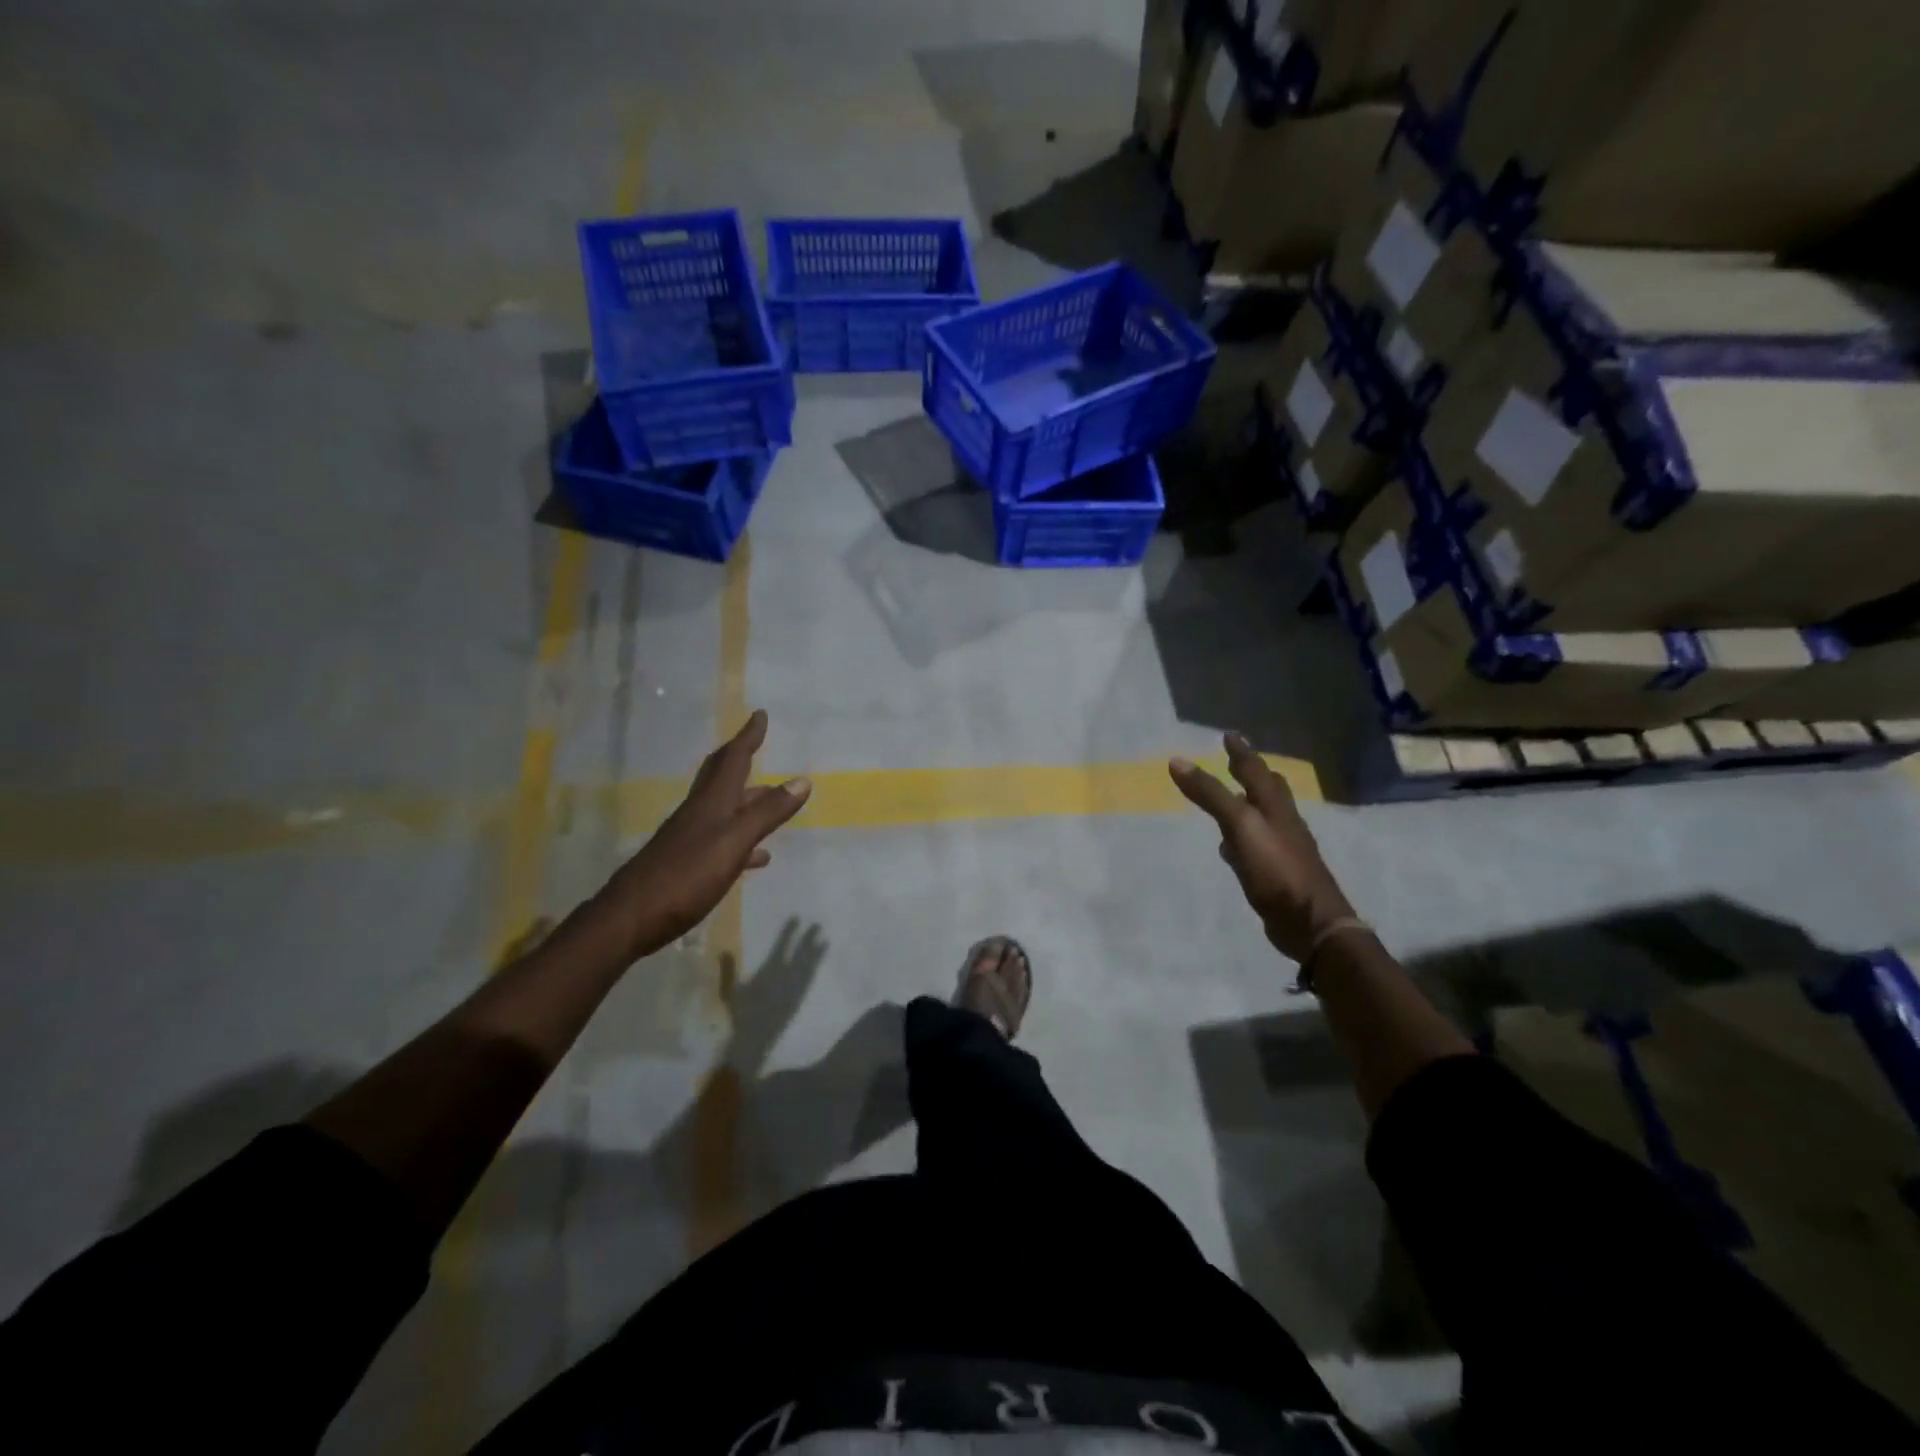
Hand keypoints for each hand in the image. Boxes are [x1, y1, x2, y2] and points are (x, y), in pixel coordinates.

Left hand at [590, 710, 810, 960]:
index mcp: (712, 802)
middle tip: (756, 745)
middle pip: (721, 777)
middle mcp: (699, 813)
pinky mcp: (686, 864)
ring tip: (772, 803)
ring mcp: (690, 838)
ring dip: (747, 801)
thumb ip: (768, 813)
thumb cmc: (686, 875)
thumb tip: (802, 780)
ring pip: (724, 809)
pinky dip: (743, 840)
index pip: (733, 759)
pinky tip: (756, 857)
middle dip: (740, 758)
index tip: (759, 715)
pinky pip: (722, 841)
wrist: (630, 918)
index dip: (748, 737)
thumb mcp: (734, 842)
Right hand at [1170, 733, 1355, 962]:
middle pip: (1269, 790)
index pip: (1256, 770)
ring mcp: (1283, 848)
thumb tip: (1177, 761)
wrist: (1310, 922)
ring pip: (1264, 816)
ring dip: (1248, 803)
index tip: (1229, 736)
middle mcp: (1282, 822)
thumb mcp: (1240, 825)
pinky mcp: (1277, 872)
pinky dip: (1243, 836)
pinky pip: (1257, 844)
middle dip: (1252, 774)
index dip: (1241, 752)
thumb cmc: (1276, 868)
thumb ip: (1211, 794)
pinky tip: (1231, 846)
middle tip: (1235, 762)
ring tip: (1232, 797)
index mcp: (1275, 806)